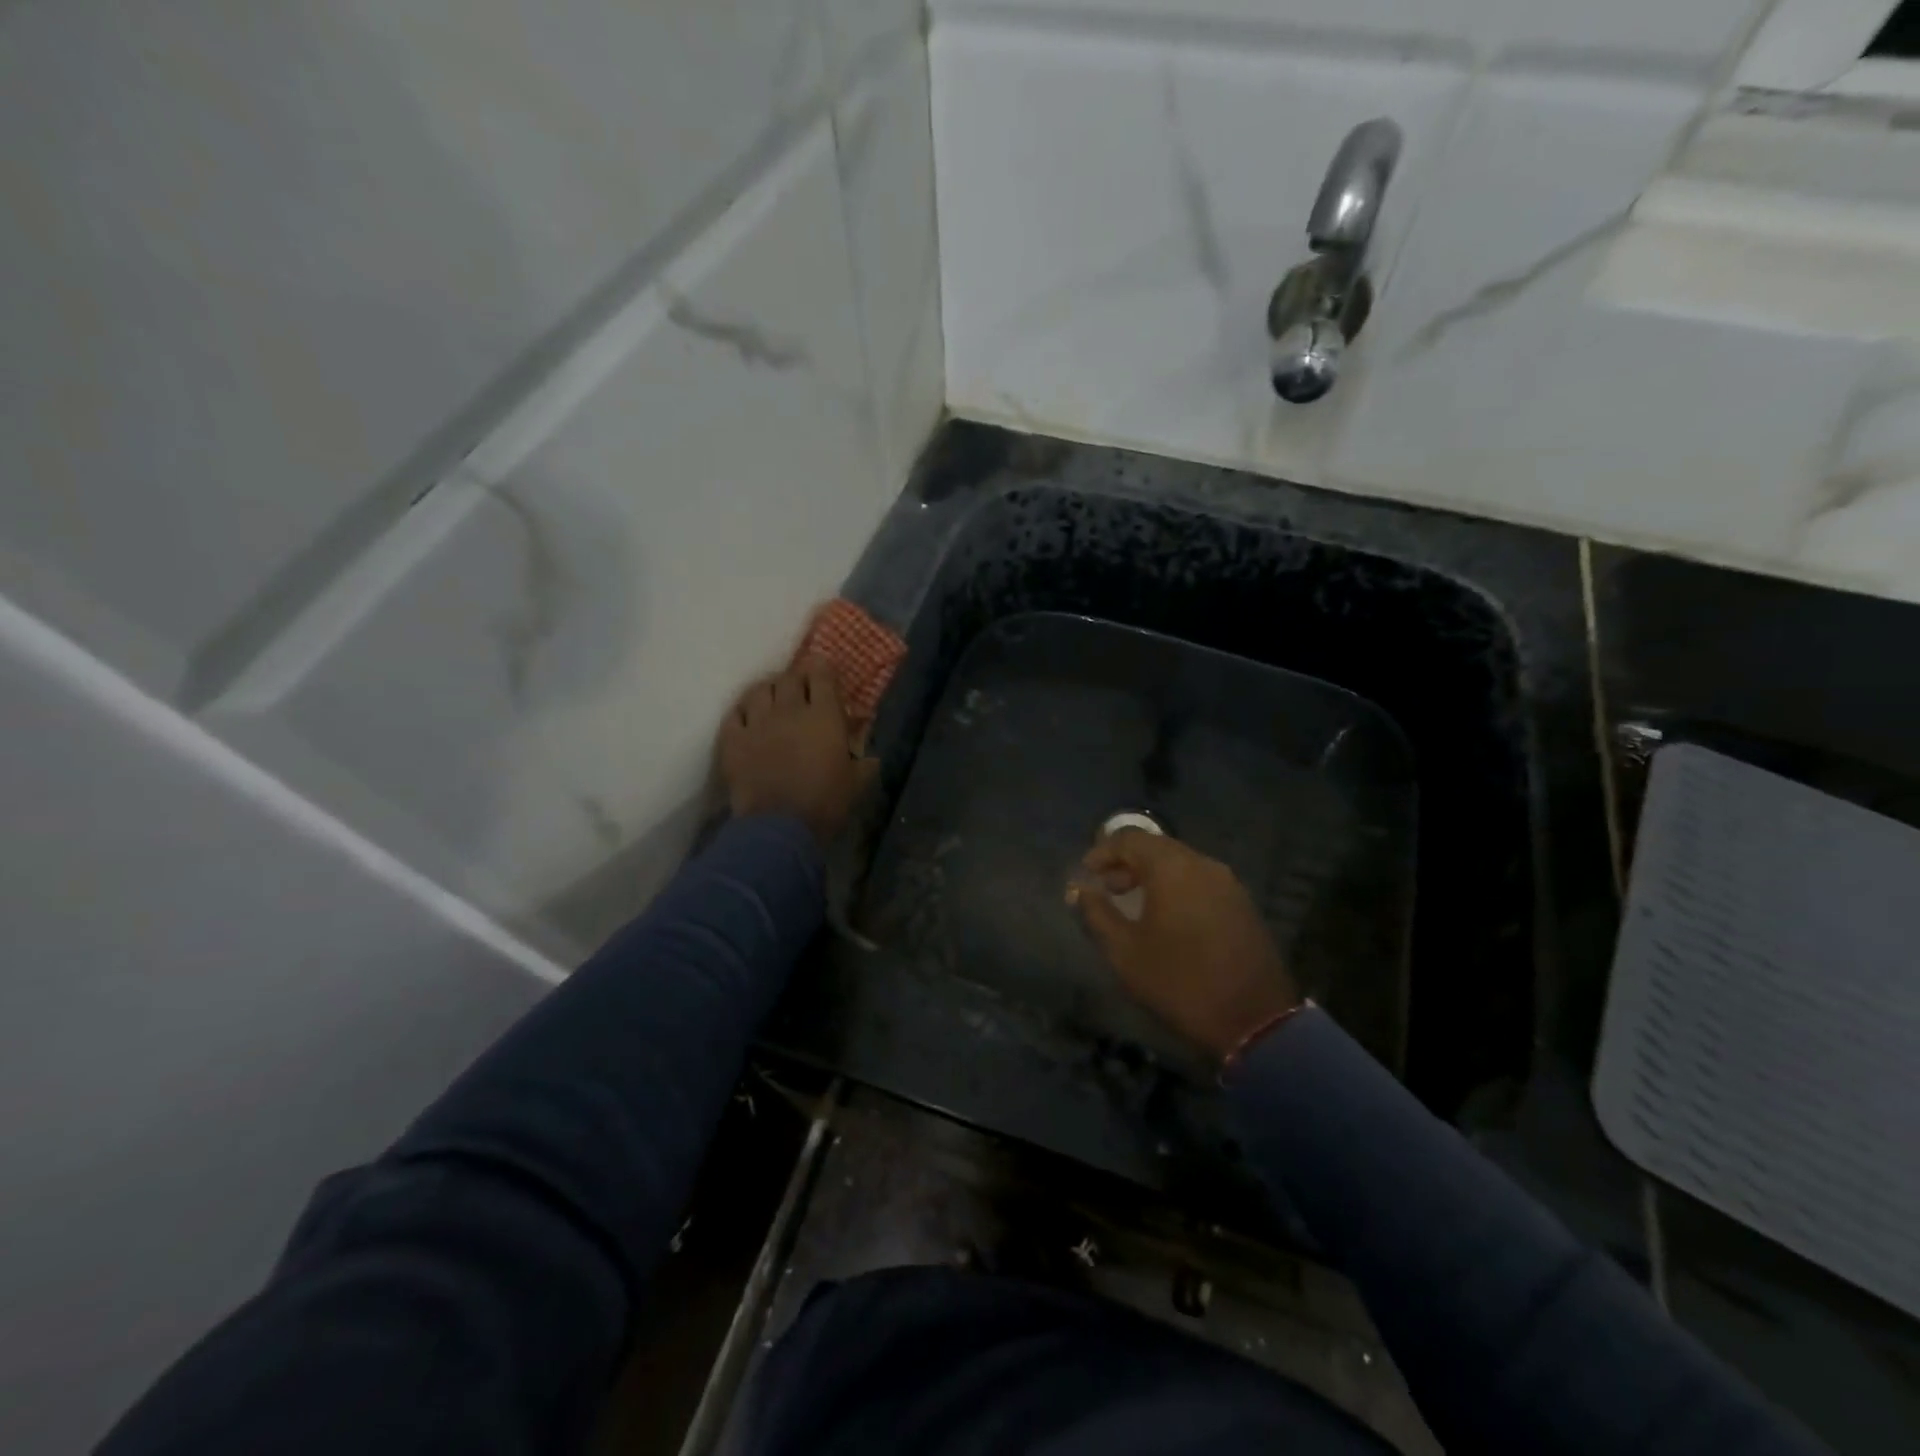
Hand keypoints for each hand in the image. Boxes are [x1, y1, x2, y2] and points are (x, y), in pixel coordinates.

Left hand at [718, 664, 876, 844]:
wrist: (779, 828)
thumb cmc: (825, 804)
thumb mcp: (856, 785)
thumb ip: (864, 765)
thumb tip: (870, 758)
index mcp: (824, 716)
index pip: (821, 675)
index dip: (823, 669)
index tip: (825, 673)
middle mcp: (789, 710)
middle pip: (789, 678)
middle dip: (796, 679)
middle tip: (801, 689)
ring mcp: (757, 723)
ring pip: (759, 690)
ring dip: (769, 691)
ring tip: (773, 700)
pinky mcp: (733, 740)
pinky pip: (735, 714)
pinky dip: (743, 712)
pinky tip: (748, 718)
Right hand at [1071, 830, 1301, 1059]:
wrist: (1255, 1020)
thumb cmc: (1179, 982)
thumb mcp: (1125, 951)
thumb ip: (1097, 913)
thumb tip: (1080, 889)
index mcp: (1172, 868)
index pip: (1129, 838)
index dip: (1102, 852)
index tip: (1085, 874)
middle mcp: (1203, 864)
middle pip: (1157, 847)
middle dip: (1127, 863)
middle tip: (1106, 888)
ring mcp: (1228, 883)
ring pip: (1181, 863)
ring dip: (1152, 875)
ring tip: (1133, 903)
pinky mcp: (1243, 904)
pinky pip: (1200, 881)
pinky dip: (1177, 887)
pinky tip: (1167, 917)